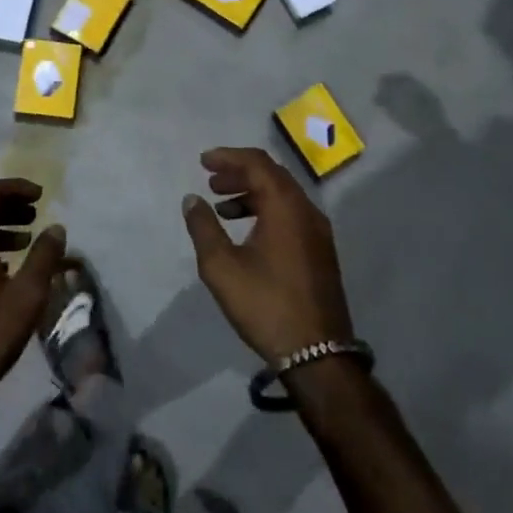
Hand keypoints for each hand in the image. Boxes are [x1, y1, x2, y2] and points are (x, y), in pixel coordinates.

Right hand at [181, 148, 353, 364]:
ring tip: (222, 208)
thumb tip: (192, 199)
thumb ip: (203, 227)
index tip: (203, 162)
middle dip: (239, 173)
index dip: (228, 157)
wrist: (318, 355)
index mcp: (286, 206)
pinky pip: (291, 214)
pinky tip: (247, 232)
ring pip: (283, 196)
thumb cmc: (266, 305)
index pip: (257, 163)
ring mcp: (318, 232)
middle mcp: (307, 210)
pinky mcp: (321, 251)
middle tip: (211, 183)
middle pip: (272, 175)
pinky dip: (266, 211)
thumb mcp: (222, 267)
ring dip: (252, 193)